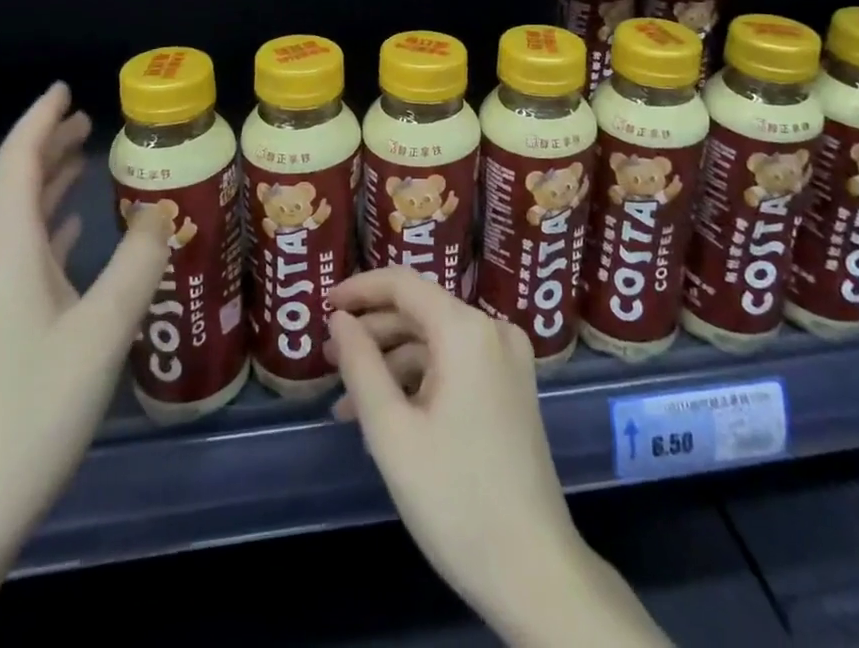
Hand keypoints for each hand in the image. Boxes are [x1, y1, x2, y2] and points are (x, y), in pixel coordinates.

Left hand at [0, 83, 170, 560]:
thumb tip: (160, 208)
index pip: (16, 160)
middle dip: (48, 149)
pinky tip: (68, 237)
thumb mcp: (104, 328)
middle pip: (9, 186)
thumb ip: (139, 260)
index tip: (66, 88)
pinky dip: (38, 230)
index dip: (41, 119)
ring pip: (6, 222)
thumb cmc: (32, 407)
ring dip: (44, 188)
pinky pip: (5, 256)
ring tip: (83, 163)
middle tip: (91, 123)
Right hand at [322, 269, 583, 619]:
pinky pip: (455, 365)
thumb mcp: (392, 433)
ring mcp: (507, 360)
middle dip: (371, 332)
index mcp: (466, 330)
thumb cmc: (456, 499)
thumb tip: (339, 318)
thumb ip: (360, 365)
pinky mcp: (511, 388)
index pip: (403, 283)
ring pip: (435, 341)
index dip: (359, 289)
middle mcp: (492, 330)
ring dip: (390, 363)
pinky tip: (386, 417)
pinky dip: (418, 381)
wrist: (536, 573)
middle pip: (419, 311)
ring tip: (347, 402)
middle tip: (327, 358)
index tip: (322, 305)